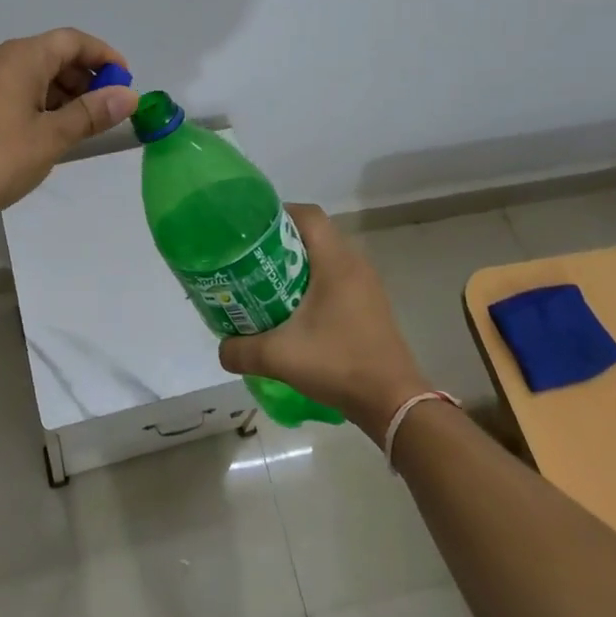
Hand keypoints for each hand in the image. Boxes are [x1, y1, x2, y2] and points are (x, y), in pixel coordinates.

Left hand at [0, 28, 138, 230]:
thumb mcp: (52, 137)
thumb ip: (93, 113)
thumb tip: (130, 95)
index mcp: (20, 57)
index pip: (72, 40)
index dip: (104, 56)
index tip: (127, 83)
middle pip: (53, 54)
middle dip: (86, 77)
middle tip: (108, 111)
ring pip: (35, 73)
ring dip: (64, 92)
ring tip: (83, 126)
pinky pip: (17, 89)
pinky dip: (41, 102)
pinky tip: (51, 132)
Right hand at [216, 205, 432, 445]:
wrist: (393, 403)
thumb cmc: (338, 365)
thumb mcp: (279, 357)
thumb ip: (241, 351)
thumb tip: (222, 348)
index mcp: (336, 262)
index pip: (308, 215)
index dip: (277, 213)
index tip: (249, 230)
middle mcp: (354, 264)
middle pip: (314, 234)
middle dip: (280, 240)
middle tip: (249, 257)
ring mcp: (366, 285)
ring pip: (326, 257)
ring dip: (296, 263)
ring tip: (265, 281)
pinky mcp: (370, 305)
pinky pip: (336, 278)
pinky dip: (312, 282)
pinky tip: (293, 309)